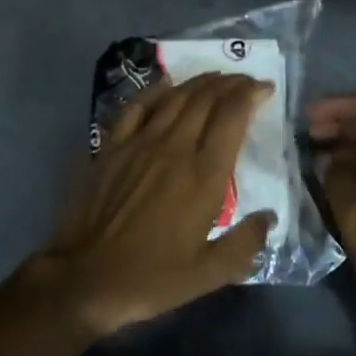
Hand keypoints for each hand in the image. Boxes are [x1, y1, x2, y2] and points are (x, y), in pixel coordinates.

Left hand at [36, 73, 276, 338]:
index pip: (232, 117)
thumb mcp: (209, 273)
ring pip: (175, 98)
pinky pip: (137, 107)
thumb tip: (269, 217)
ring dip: (199, 82)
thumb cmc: (152, 277)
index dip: (251, 95)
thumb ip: (245, 243)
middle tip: (245, 81)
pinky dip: (155, 90)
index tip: (265, 89)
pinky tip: (166, 83)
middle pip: (206, 99)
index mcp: (204, 175)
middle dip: (230, 84)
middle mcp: (175, 148)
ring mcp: (140, 143)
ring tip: (216, 77)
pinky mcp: (112, 147)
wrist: (86, 278)